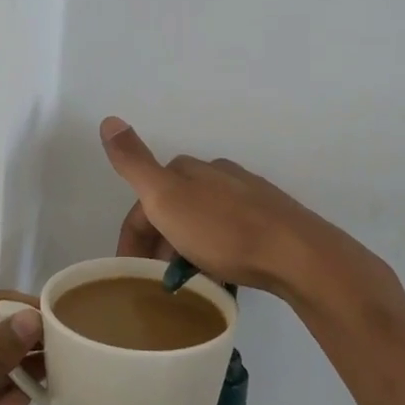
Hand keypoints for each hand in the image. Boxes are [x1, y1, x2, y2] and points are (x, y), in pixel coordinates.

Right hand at [99, 116, 364, 302]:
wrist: (296, 254)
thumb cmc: (224, 231)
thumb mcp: (167, 197)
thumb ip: (134, 162)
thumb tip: (108, 119)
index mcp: (188, 169)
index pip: (145, 201)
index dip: (132, 237)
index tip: (130, 274)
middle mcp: (217, 175)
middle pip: (173, 210)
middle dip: (158, 244)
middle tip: (156, 283)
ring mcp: (246, 196)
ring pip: (201, 223)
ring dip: (185, 250)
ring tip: (187, 285)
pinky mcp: (269, 221)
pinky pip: (228, 236)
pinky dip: (214, 254)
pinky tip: (220, 275)